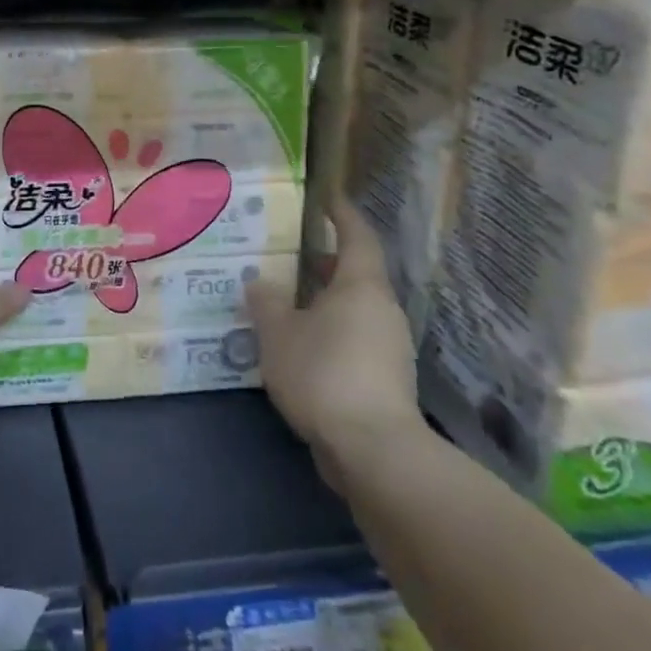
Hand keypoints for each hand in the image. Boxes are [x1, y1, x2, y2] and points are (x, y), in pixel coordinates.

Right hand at [247, 199, 426, 482]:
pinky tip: (303, 348)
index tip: (328, 198)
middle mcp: (383, 310)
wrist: (374, 452)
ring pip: (357, 310)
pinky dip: (333, 334)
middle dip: (327, 263)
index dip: (342, 215)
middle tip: (293, 256)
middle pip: (358, 274)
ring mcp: (391, 348)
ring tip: (290, 303)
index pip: (357, 236)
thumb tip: (260, 283)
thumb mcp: (278, 334)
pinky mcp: (388, 382)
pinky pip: (357, 341)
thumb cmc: (324, 373)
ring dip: (327, 302)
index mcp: (361, 286)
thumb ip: (267, 303)